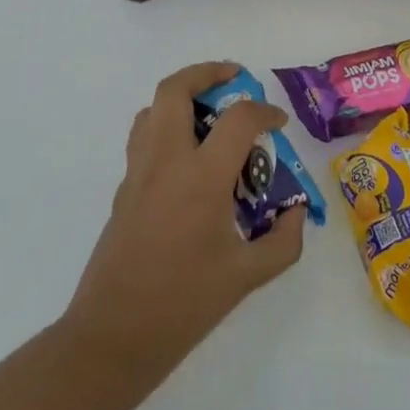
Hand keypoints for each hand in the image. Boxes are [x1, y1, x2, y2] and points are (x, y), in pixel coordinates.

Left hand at [60, 62, 304, 382]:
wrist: (113, 337)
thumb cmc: (184, 305)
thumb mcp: (247, 277)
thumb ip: (283, 241)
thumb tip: (297, 212)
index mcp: (200, 178)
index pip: (238, 119)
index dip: (265, 112)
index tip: (278, 124)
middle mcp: (165, 163)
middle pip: (175, 90)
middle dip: (207, 73)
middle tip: (235, 80)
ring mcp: (138, 174)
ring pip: (152, 109)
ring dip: (182, 98)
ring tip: (211, 115)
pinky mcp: (123, 191)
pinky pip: (143, 139)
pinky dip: (168, 128)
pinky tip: (189, 159)